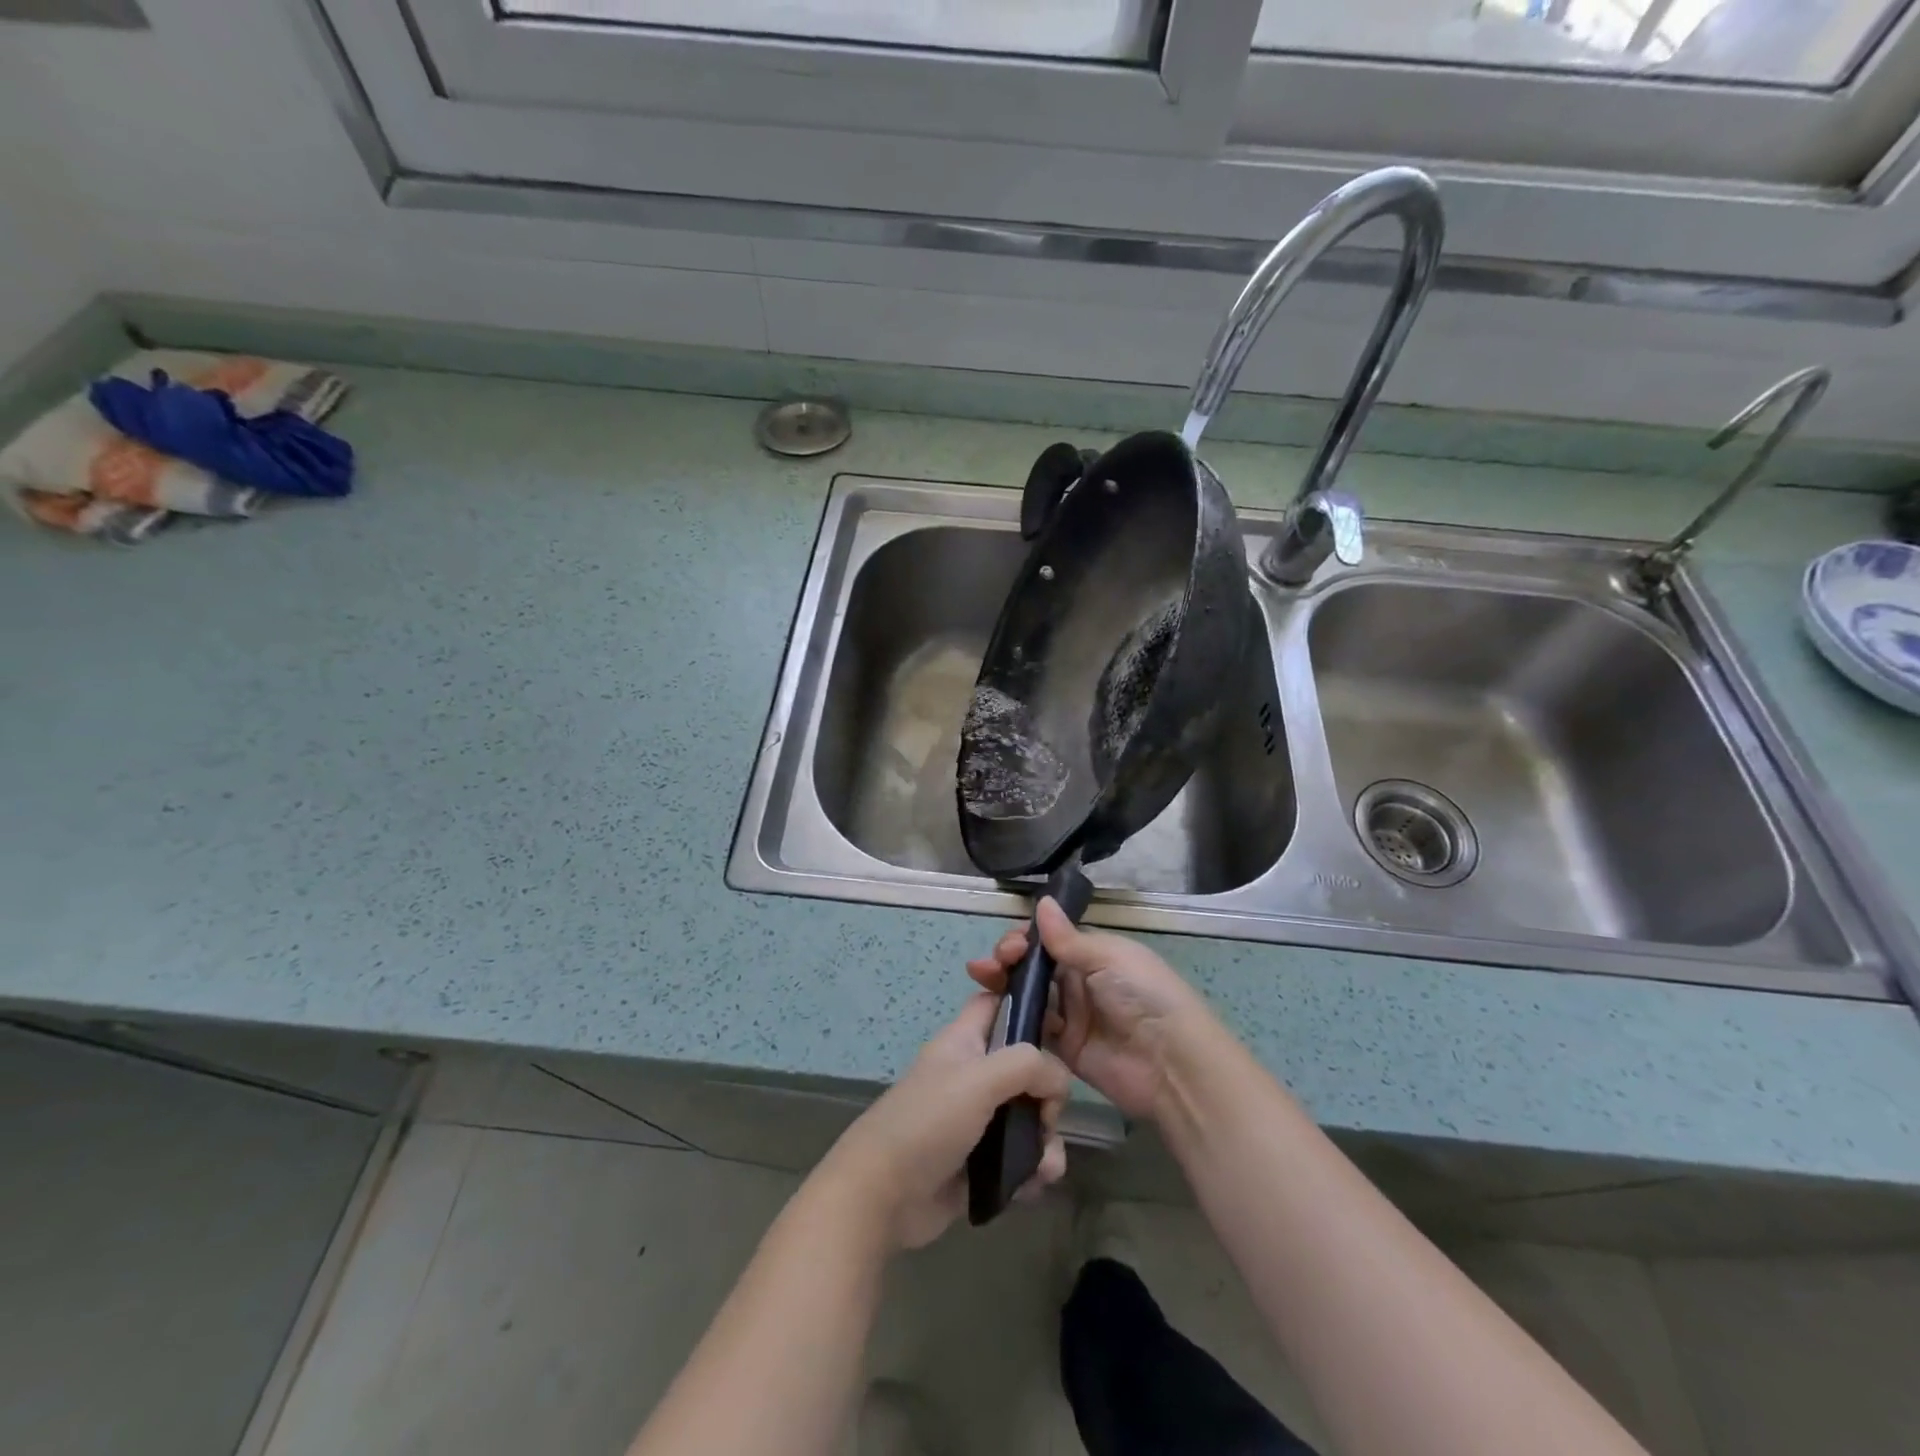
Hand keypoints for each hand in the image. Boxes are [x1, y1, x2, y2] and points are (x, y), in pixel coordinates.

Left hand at [817, 994, 1071, 1250]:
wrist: (882, 1197)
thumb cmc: (927, 1122)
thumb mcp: (978, 1079)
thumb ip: (1027, 1065)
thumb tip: (1058, 1081)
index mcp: (965, 1041)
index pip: (998, 1003)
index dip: (1028, 1004)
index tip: (1061, 1027)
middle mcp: (974, 1075)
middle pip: (1026, 1065)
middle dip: (1048, 1092)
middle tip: (1046, 1116)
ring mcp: (978, 1120)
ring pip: (1030, 1116)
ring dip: (1046, 1140)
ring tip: (1043, 1165)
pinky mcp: (982, 1163)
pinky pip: (1022, 1158)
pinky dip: (1034, 1170)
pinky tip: (1032, 1185)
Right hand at [967, 898, 1216, 1120]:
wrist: (1170, 1063)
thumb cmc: (1143, 996)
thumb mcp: (1108, 958)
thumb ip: (1068, 939)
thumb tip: (1041, 902)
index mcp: (1094, 954)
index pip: (1050, 940)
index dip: (1026, 940)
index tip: (1010, 946)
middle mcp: (1080, 982)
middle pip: (1035, 967)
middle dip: (1008, 960)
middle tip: (989, 965)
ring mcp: (1071, 1017)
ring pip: (1029, 995)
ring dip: (1004, 986)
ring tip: (982, 980)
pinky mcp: (1064, 1050)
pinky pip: (1033, 1031)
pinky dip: (1013, 1020)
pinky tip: (992, 1012)